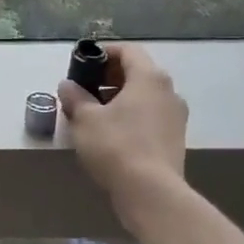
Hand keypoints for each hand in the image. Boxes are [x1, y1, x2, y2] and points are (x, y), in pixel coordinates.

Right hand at [59, 42, 190, 211]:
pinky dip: (130, 116)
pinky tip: (110, 133)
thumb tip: (67, 85)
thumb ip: (75, 97)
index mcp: (149, 78)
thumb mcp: (85, 119)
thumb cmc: (116, 146)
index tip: (82, 65)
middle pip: (137, 72)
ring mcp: (175, 116)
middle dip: (109, 77)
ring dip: (119, 98)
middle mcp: (168, 91)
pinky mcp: (174, 139)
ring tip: (93, 113)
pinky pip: (150, 116)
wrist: (151, 193)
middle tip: (84, 89)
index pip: (128, 50)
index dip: (103, 53)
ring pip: (144, 96)